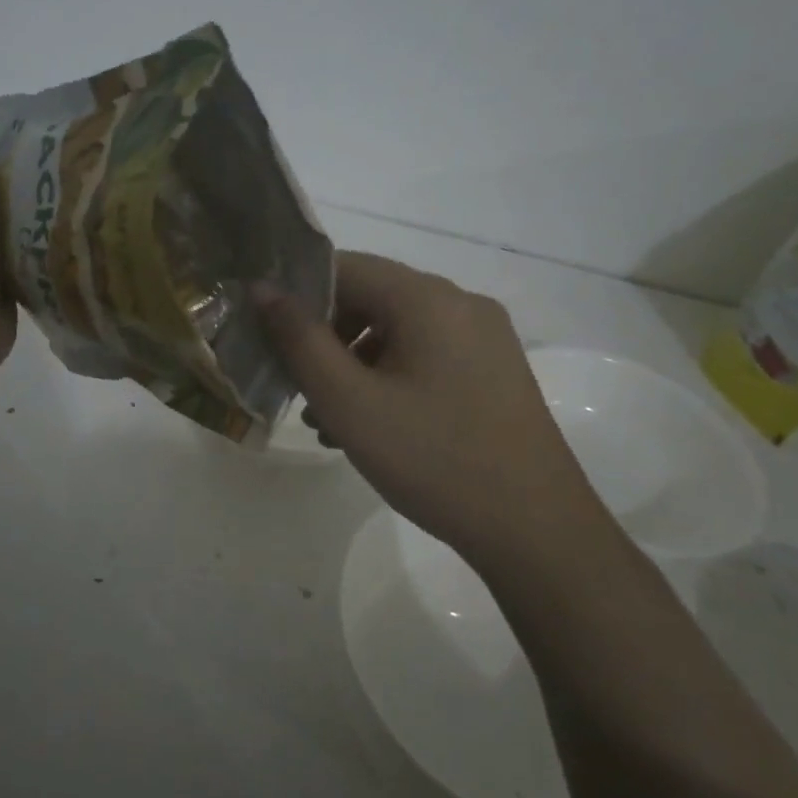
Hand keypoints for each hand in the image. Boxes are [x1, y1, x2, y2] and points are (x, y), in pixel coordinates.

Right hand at [258, 252, 601, 556]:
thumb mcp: (349, 401)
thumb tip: (262, 288)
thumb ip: (299, 339)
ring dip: (353, 363)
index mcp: (427, 298)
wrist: (536, 530)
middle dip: (325, 337)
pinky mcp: (494, 370)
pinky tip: (370, 426)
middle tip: (297, 386)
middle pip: (371, 297)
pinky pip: (426, 355)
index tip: (268, 336)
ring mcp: (484, 337)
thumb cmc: (433, 459)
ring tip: (327, 419)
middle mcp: (460, 303)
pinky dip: (389, 377)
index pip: (345, 266)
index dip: (299, 294)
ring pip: (397, 331)